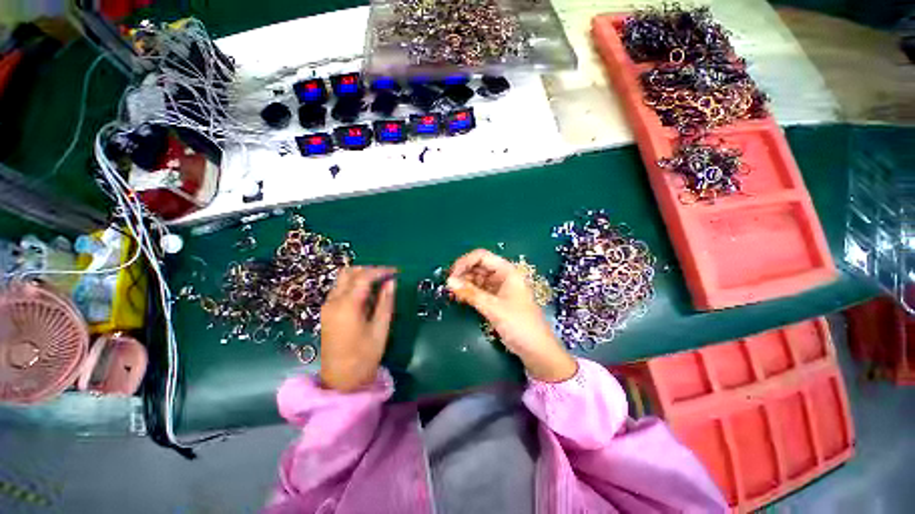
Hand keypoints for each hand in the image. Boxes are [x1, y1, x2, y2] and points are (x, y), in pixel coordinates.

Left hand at [319, 266, 396, 391]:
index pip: (363, 277)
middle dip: (369, 270)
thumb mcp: (380, 328)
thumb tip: (392, 282)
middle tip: (387, 276)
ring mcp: (327, 307)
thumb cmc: (364, 356)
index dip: (381, 271)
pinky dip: (354, 285)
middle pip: (348, 273)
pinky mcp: (327, 313)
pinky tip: (367, 295)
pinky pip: (340, 290)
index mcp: (347, 306)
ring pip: (342, 280)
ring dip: (361, 276)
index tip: (396, 271)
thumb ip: (386, 302)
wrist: (340, 380)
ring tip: (380, 284)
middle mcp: (333, 302)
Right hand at [447, 249, 576, 382]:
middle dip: (463, 272)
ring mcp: (499, 288)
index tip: (451, 275)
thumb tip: (448, 281)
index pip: (482, 256)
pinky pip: (480, 290)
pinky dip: (469, 292)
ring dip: (465, 283)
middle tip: (448, 285)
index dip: (464, 262)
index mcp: (507, 271)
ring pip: (478, 278)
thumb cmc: (519, 324)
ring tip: (452, 292)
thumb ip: (470, 293)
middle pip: (478, 266)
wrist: (536, 350)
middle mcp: (503, 275)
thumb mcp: (493, 307)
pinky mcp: (496, 299)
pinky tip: (460, 297)